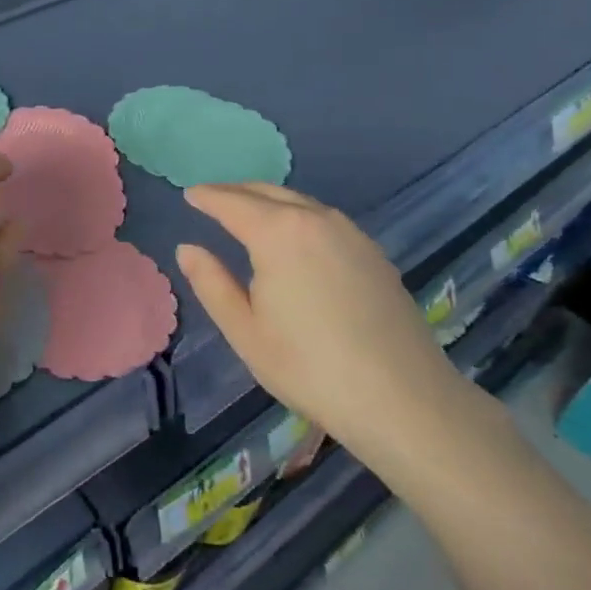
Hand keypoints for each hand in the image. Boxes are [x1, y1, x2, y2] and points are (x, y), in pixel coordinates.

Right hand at [175, 183, 475, 471]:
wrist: (403, 398)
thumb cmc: (309, 366)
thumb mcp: (245, 330)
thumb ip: (212, 283)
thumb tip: (188, 249)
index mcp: (278, 233)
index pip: (232, 203)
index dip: (207, 197)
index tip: (189, 194)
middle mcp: (315, 219)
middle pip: (268, 192)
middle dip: (236, 191)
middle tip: (212, 197)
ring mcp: (350, 233)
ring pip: (300, 202)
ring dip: (268, 200)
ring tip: (248, 212)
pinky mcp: (373, 253)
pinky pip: (324, 219)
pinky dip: (298, 215)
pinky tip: (294, 237)